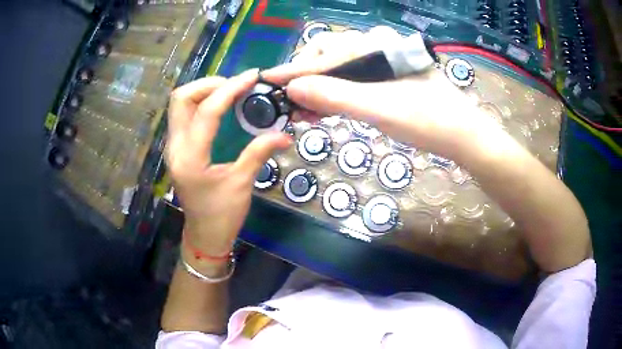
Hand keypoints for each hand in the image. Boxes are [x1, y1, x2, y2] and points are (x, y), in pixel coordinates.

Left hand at [165, 70, 291, 268]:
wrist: (204, 235)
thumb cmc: (222, 215)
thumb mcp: (242, 184)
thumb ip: (259, 153)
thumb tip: (285, 134)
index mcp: (190, 157)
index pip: (207, 111)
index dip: (230, 89)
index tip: (251, 77)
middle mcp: (175, 147)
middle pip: (181, 98)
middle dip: (209, 84)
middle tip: (235, 85)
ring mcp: (172, 146)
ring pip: (179, 104)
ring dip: (203, 91)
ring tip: (230, 91)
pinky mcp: (176, 148)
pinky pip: (183, 114)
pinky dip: (200, 102)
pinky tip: (219, 105)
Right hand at [263, 26, 504, 161]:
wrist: (463, 135)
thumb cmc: (427, 120)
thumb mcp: (378, 108)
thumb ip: (334, 95)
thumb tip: (293, 89)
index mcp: (375, 47)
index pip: (323, 55)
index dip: (293, 69)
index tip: (266, 80)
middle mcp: (377, 47)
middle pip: (328, 55)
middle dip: (305, 76)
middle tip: (288, 101)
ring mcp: (384, 63)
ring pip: (339, 68)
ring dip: (318, 86)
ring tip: (302, 109)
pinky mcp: (388, 78)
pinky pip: (353, 79)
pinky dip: (336, 93)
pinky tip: (326, 107)